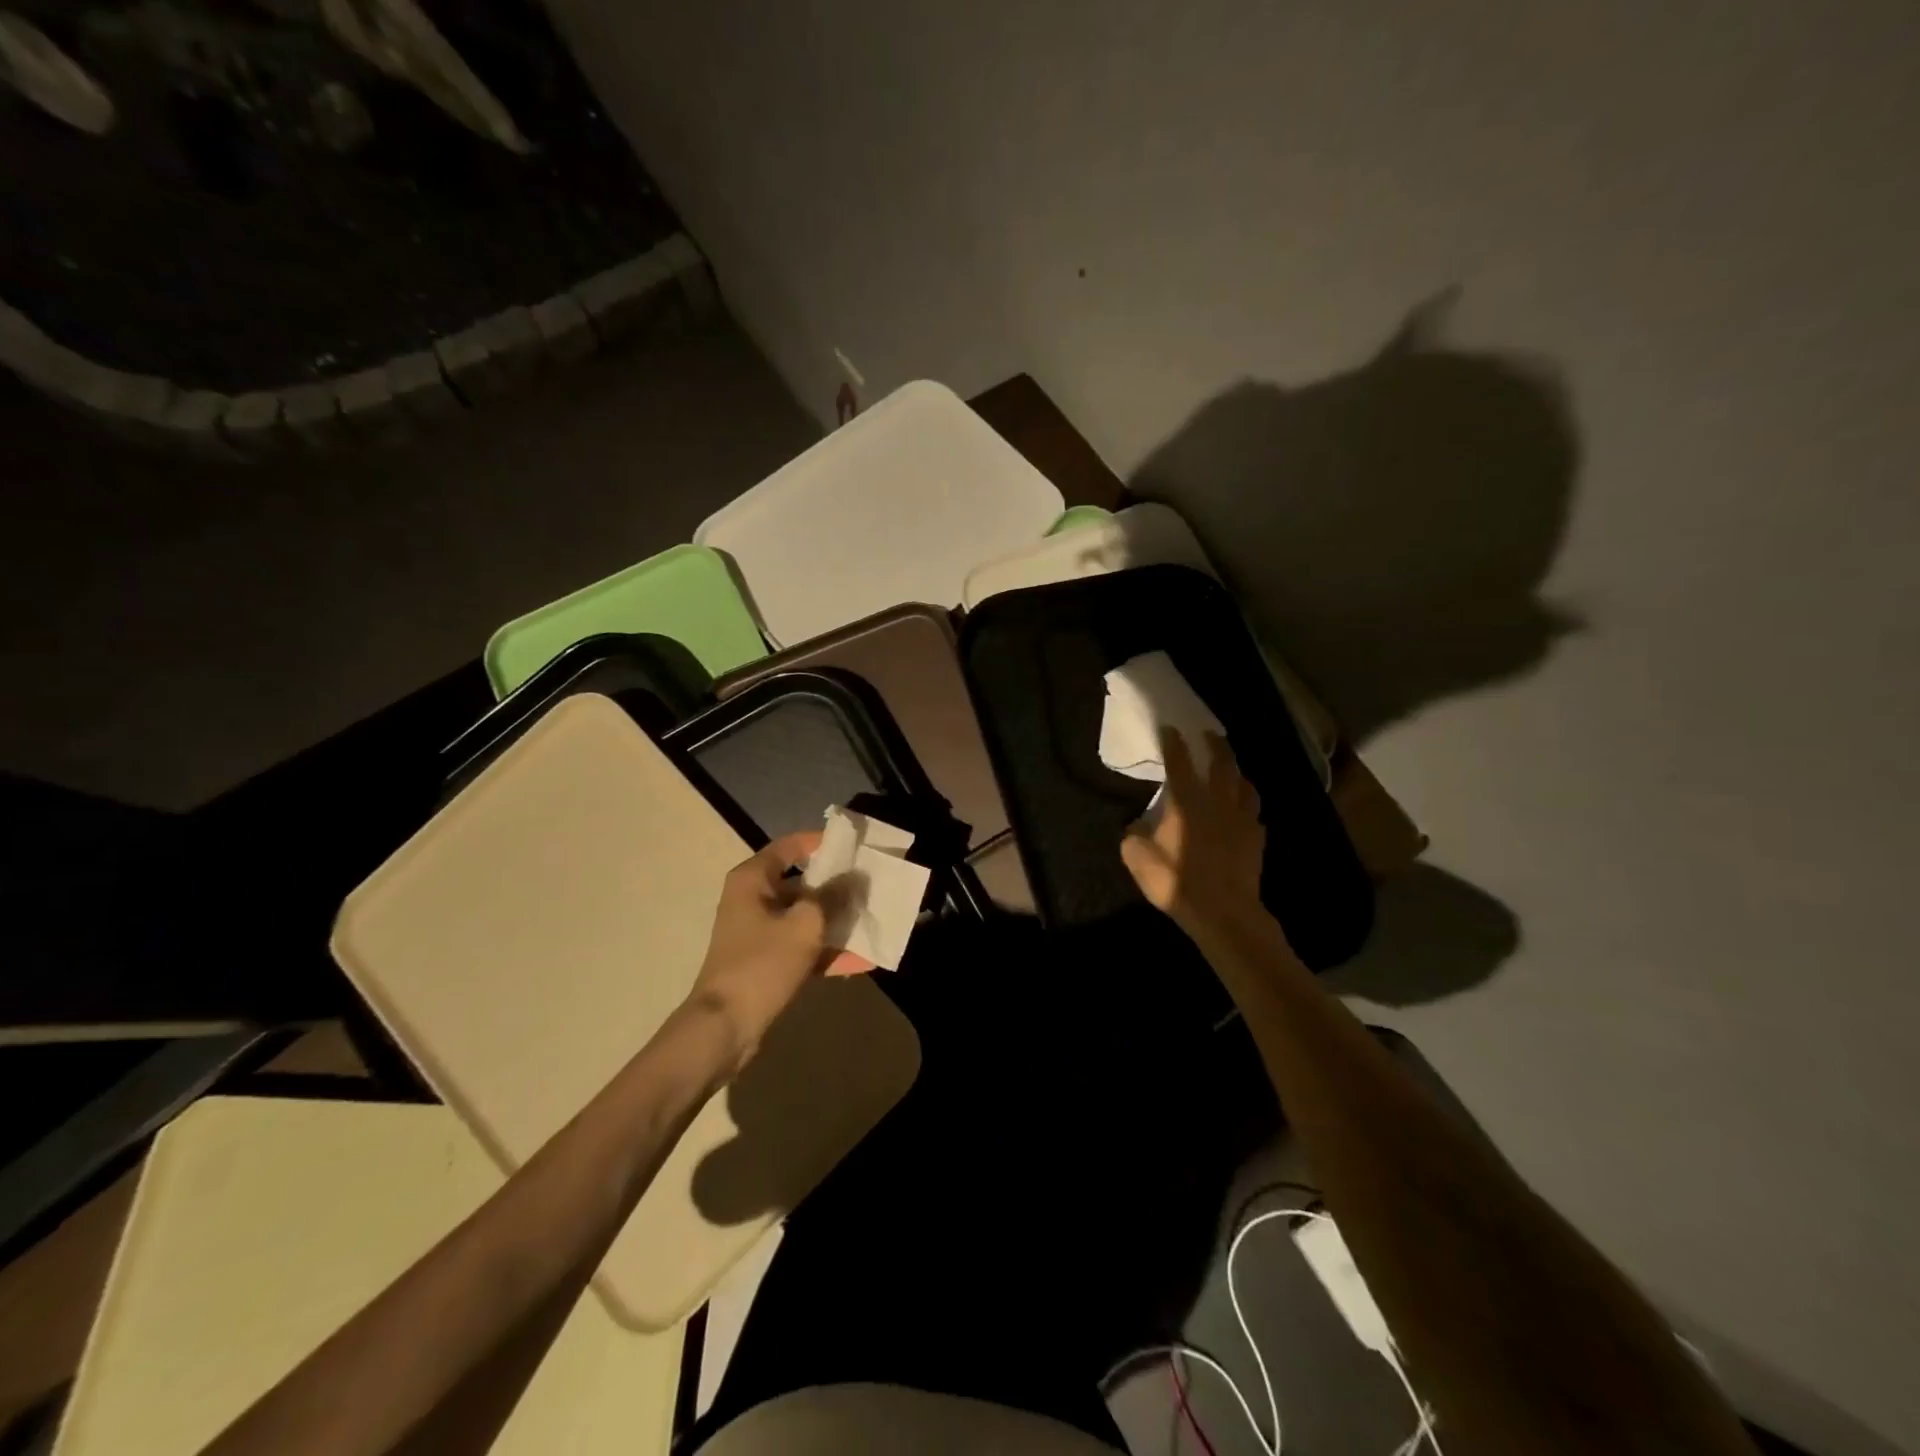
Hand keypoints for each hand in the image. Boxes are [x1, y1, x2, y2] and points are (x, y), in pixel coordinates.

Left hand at [688, 832, 867, 1069]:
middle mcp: (754, 899)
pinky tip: (864, 960)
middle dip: (838, 886)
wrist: (724, 1028)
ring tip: (875, 921)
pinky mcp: (767, 961)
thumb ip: (833, 897)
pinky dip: (828, 952)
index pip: (791, 846)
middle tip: (873, 885)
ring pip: (806, 917)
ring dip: (838, 921)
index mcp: (753, 880)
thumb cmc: (761, 964)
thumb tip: (856, 878)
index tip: (856, 848)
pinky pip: (803, 947)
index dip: (823, 843)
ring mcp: (760, 932)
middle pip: (802, 882)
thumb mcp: (805, 926)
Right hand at [1120, 728, 1265, 936]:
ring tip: (1231, 767)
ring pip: (1244, 785)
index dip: (1174, 743)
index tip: (1171, 728)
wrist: (1223, 913)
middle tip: (1209, 734)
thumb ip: (1134, 835)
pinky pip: (1254, 812)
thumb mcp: (1139, 859)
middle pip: (1222, 764)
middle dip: (1215, 745)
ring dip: (1237, 771)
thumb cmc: (1177, 882)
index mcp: (1187, 803)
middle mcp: (1218, 803)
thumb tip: (1135, 825)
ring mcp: (1242, 820)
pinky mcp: (1256, 839)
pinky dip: (1248, 803)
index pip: (1180, 763)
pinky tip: (1243, 809)